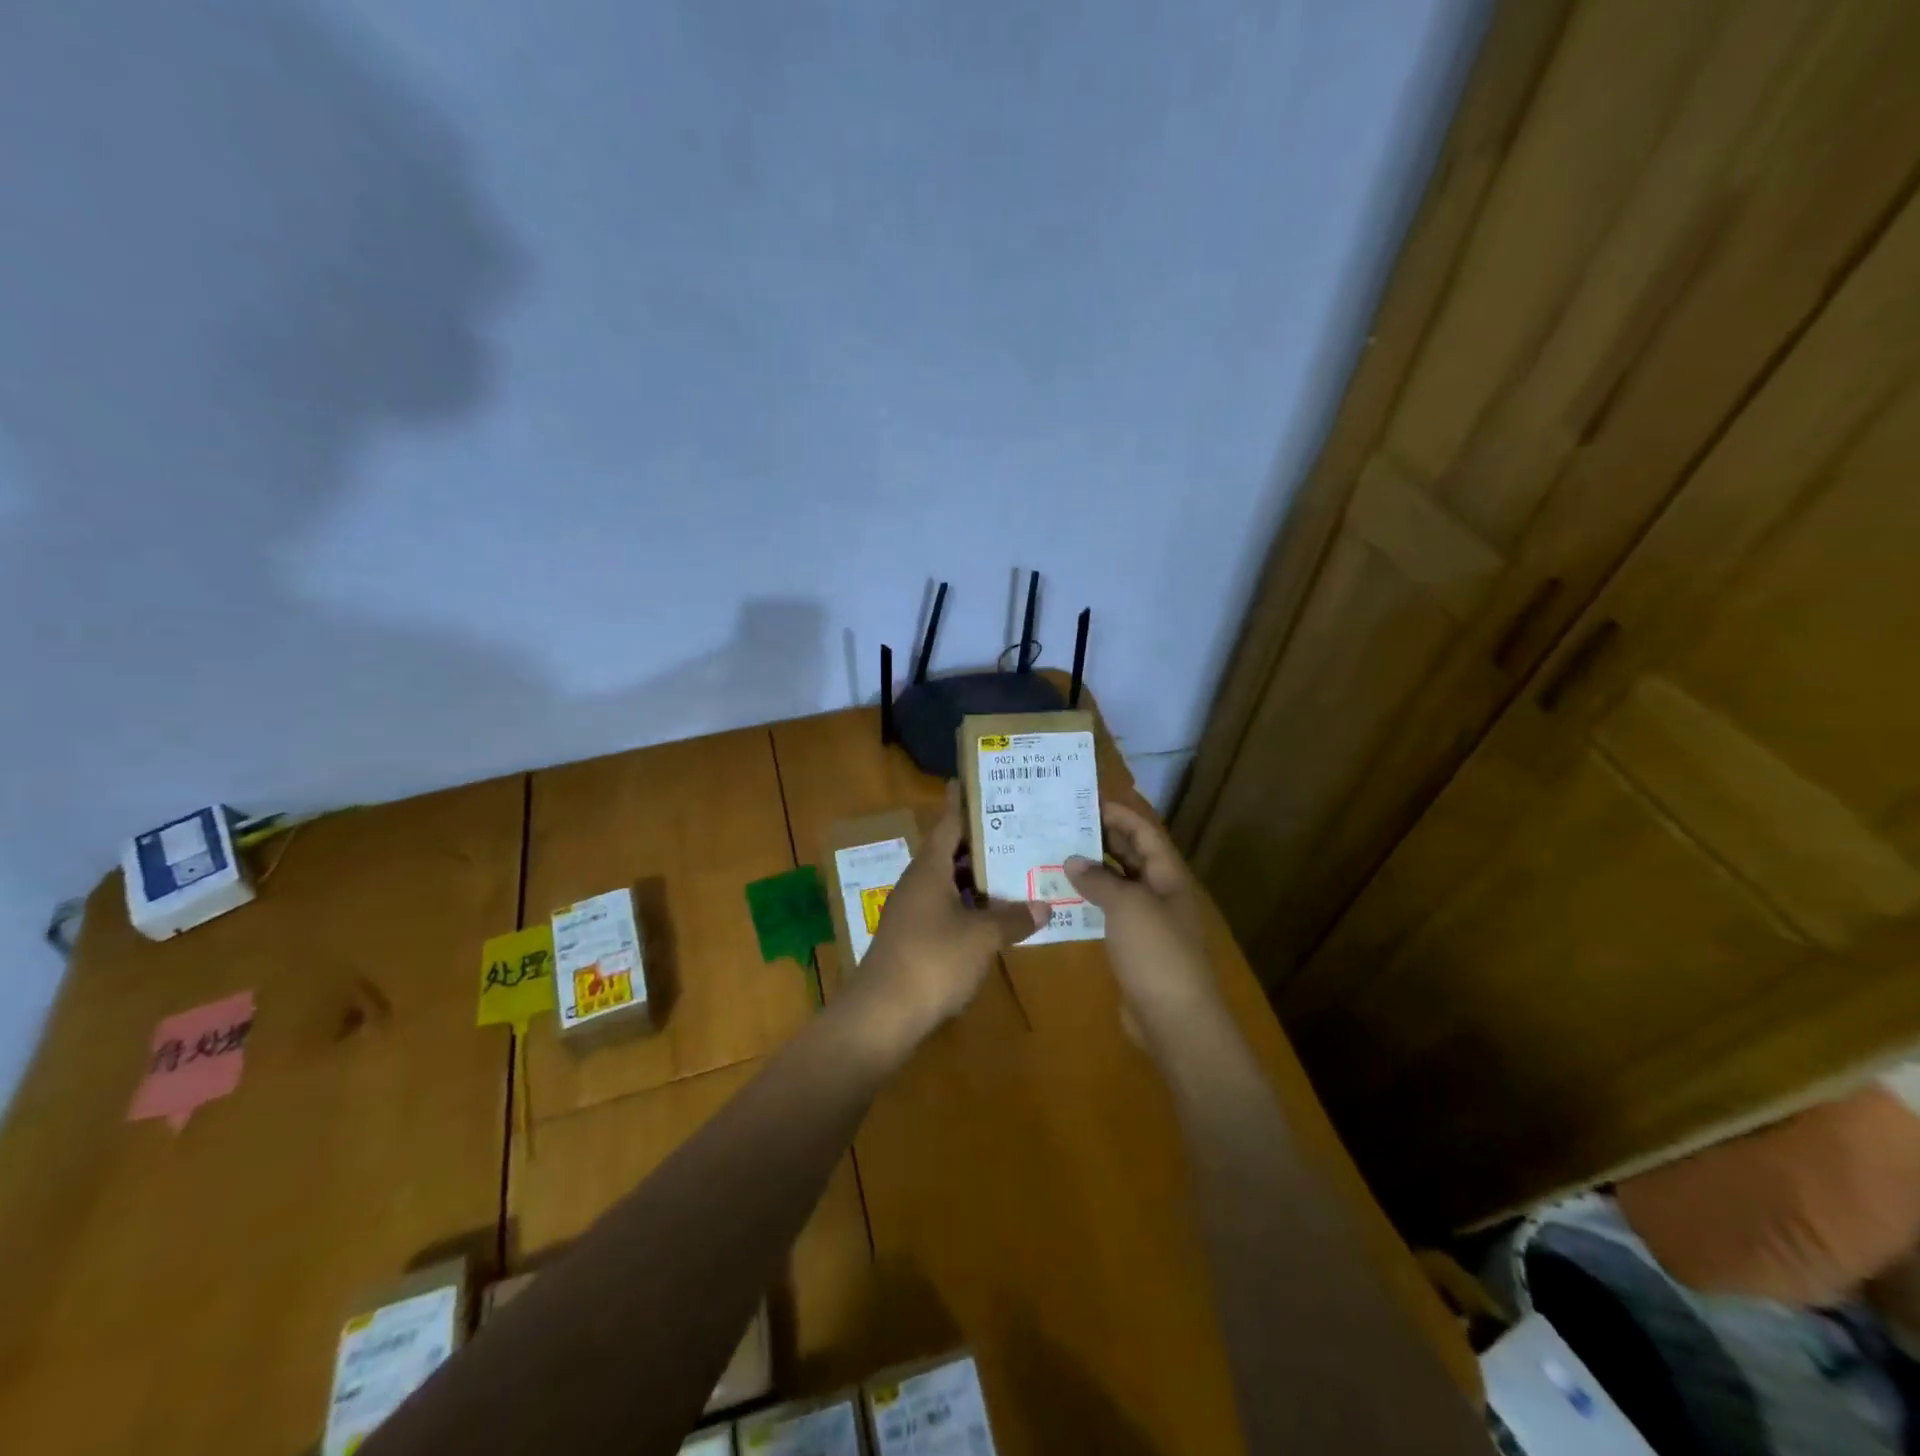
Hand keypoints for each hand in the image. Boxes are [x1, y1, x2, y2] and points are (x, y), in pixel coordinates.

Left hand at [859, 784, 1046, 1045]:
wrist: (882, 1014)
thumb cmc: (932, 961)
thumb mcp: (981, 938)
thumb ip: (1013, 919)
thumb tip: (1044, 905)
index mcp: (929, 870)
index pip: (948, 823)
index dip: (963, 802)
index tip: (975, 780)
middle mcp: (918, 883)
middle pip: (951, 851)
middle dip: (981, 840)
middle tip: (1016, 825)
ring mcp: (913, 911)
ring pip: (949, 882)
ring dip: (977, 876)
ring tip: (1014, 866)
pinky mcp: (914, 938)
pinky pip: (946, 908)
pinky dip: (969, 905)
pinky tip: (994, 914)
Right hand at [1065, 800, 1222, 1042]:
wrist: (1174, 1020)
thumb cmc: (1156, 953)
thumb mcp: (1127, 906)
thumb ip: (1099, 879)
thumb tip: (1072, 860)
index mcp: (1169, 878)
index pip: (1145, 834)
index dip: (1121, 814)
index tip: (1088, 800)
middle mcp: (1161, 895)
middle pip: (1133, 857)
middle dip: (1103, 838)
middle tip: (1065, 824)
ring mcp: (1149, 923)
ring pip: (1119, 886)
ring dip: (1093, 871)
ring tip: (1057, 855)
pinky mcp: (1134, 948)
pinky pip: (1110, 914)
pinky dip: (1090, 902)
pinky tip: (1064, 898)